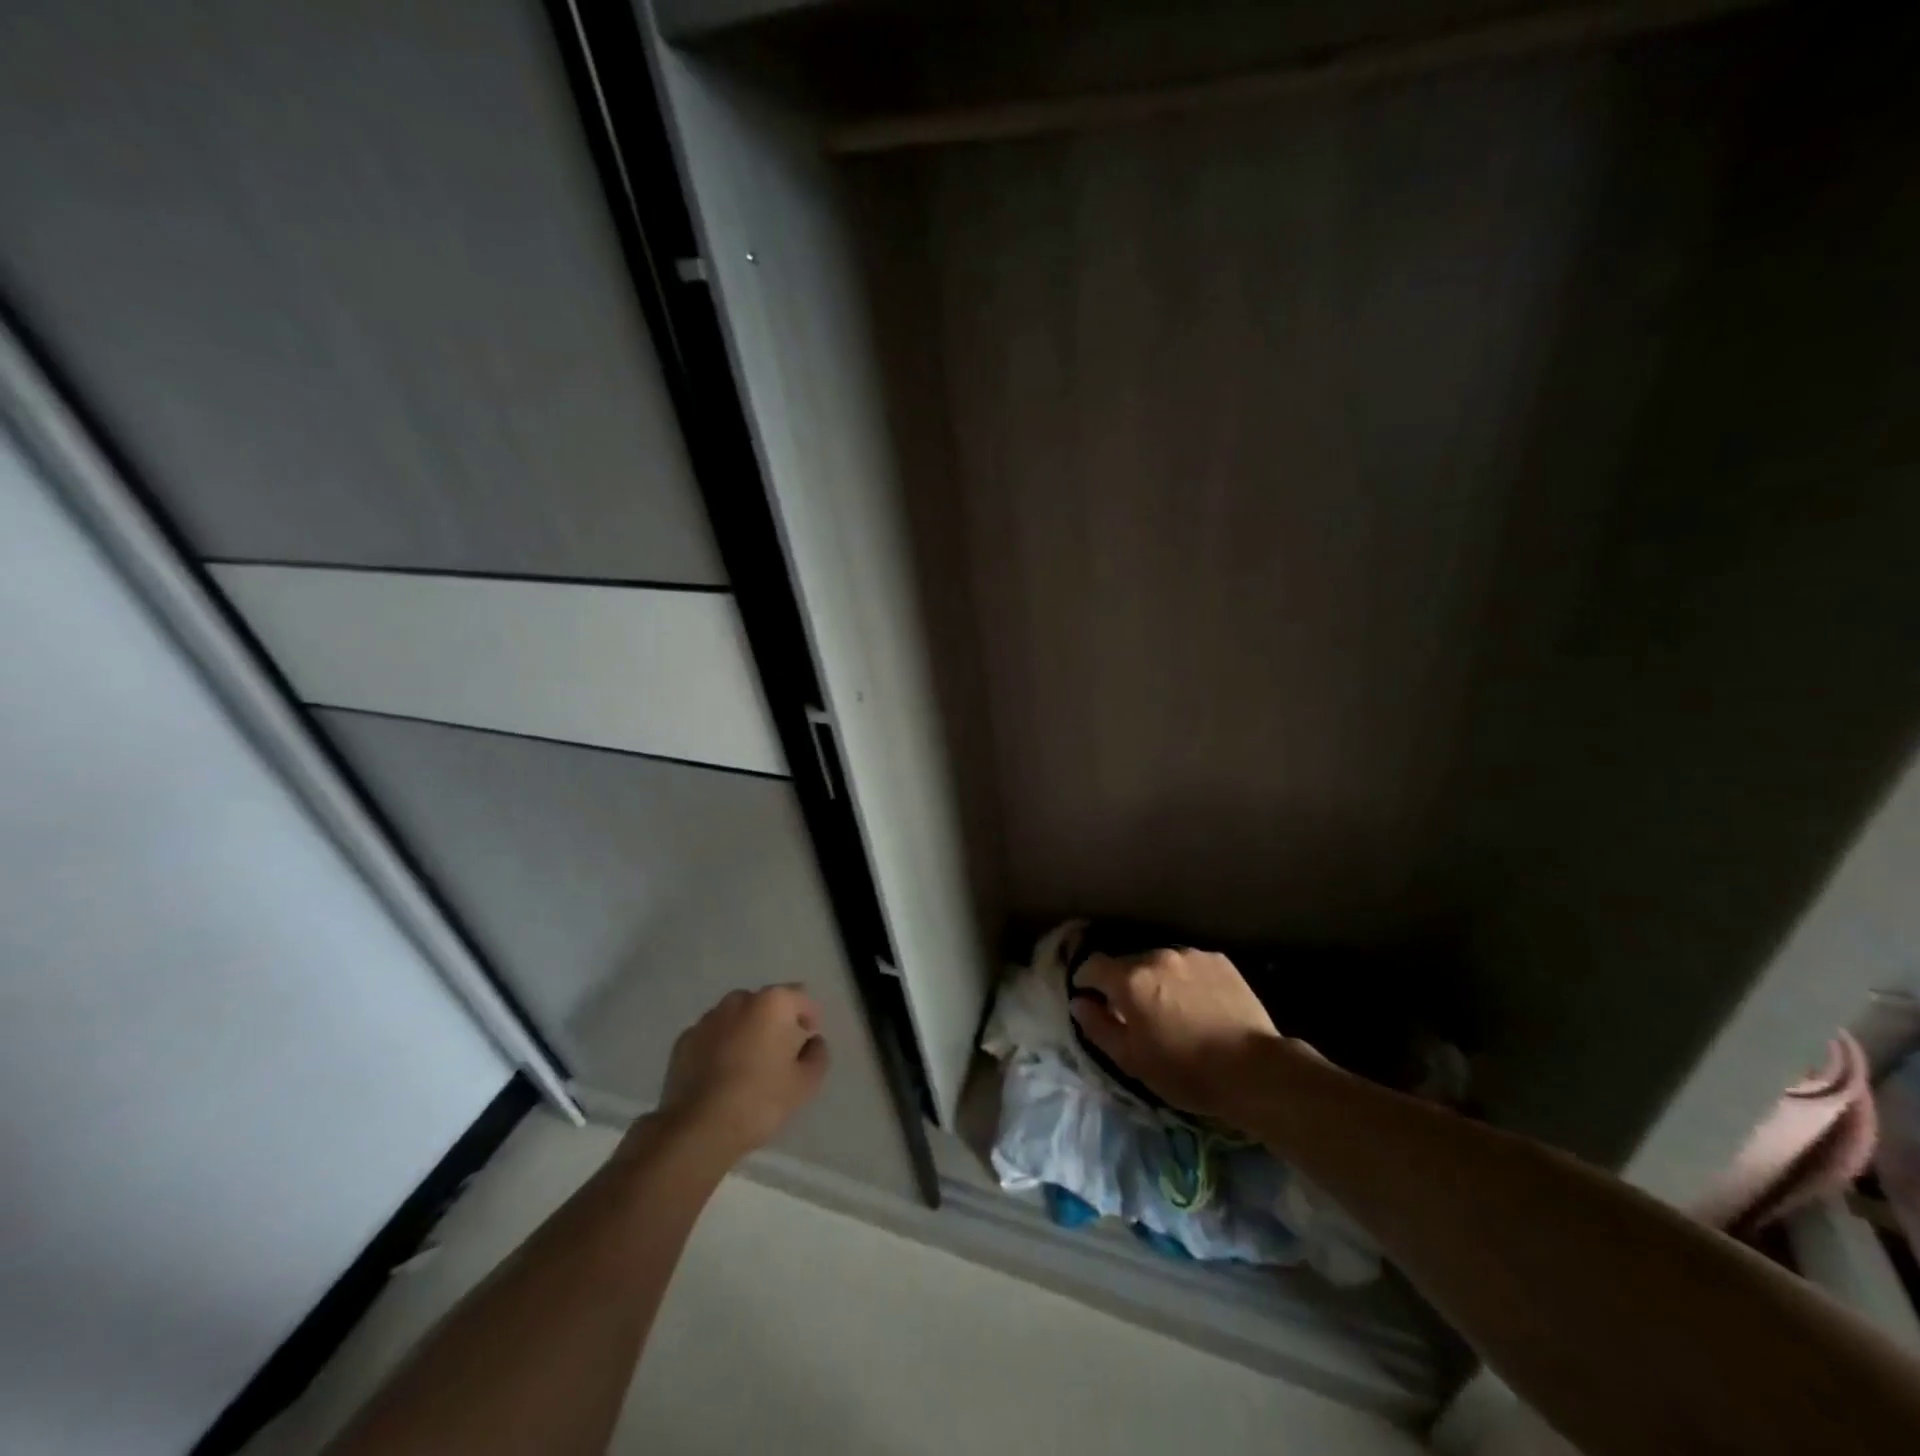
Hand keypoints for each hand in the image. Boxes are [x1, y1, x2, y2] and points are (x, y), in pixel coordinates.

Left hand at [657, 985, 829, 1160]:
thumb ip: (817, 1055)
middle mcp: (739, 1000)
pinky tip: (721, 1076)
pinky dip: (720, 1047)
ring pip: (736, 1018)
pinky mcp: (683, 1041)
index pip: (801, 997)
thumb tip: (812, 1042)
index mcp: (773, 1003)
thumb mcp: (806, 1083)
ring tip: (747, 1066)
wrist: (698, 1129)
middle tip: (779, 1055)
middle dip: (775, 1023)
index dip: (809, 1018)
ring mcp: (707, 1019)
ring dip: (745, 1032)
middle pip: (766, 1005)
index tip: (809, 1042)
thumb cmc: (761, 1100)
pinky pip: (712, 1036)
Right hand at [1069, 948, 1286, 1122]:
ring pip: (1161, 963)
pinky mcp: (1219, 960)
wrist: (1254, 1070)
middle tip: (1136, 1014)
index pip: (1093, 965)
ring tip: (1172, 1009)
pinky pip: (1189, 965)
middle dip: (1125, 984)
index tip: (1091, 1000)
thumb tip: (1079, 1002)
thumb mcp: (1131, 1060)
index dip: (1087, 981)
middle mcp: (1157, 956)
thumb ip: (1098, 1026)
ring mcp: (1191, 955)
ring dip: (1157, 980)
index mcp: (1130, 979)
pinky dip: (1185, 980)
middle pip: (1128, 964)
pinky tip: (1199, 1005)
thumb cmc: (1185, 1071)